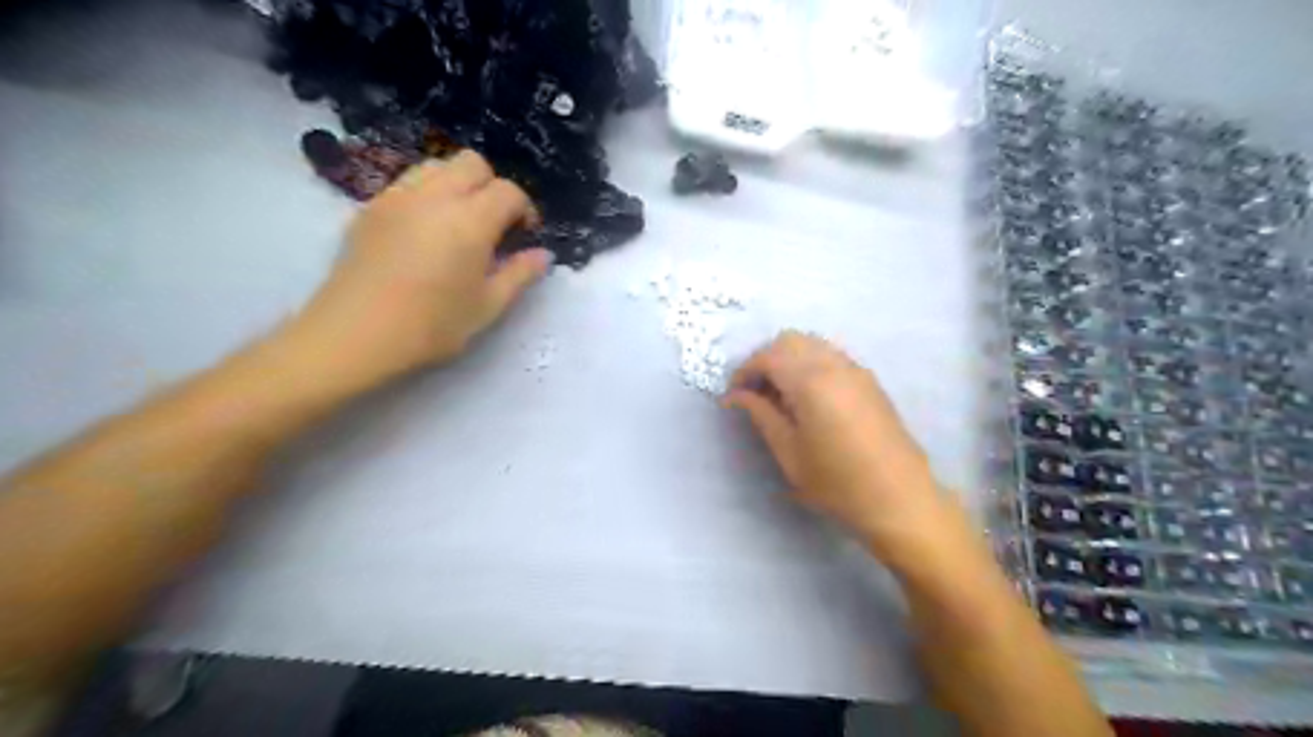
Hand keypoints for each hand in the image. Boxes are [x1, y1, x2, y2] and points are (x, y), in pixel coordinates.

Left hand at [286, 152, 550, 392]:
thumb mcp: (488, 307)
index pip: (509, 191)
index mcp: (471, 221)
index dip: (525, 210)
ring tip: (459, 222)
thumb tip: (543, 255)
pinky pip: (407, 183)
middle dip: (492, 186)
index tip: (525, 236)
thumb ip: (519, 274)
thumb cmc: (431, 326)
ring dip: (457, 184)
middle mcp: (435, 196)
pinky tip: (425, 231)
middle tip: (494, 224)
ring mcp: (397, 196)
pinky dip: (427, 194)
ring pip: (436, 165)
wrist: (354, 335)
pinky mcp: (370, 207)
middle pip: (472, 163)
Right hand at [727, 333, 954, 564]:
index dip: (744, 371)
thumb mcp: (789, 453)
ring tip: (778, 395)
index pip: (768, 356)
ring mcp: (856, 370)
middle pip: (790, 340)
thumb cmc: (837, 482)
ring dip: (788, 359)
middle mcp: (834, 364)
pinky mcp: (869, 380)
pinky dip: (809, 364)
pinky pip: (830, 356)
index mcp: (811, 381)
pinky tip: (806, 398)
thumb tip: (736, 396)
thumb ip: (761, 415)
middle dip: (765, 359)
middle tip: (753, 392)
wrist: (900, 498)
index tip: (733, 396)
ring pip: (811, 344)